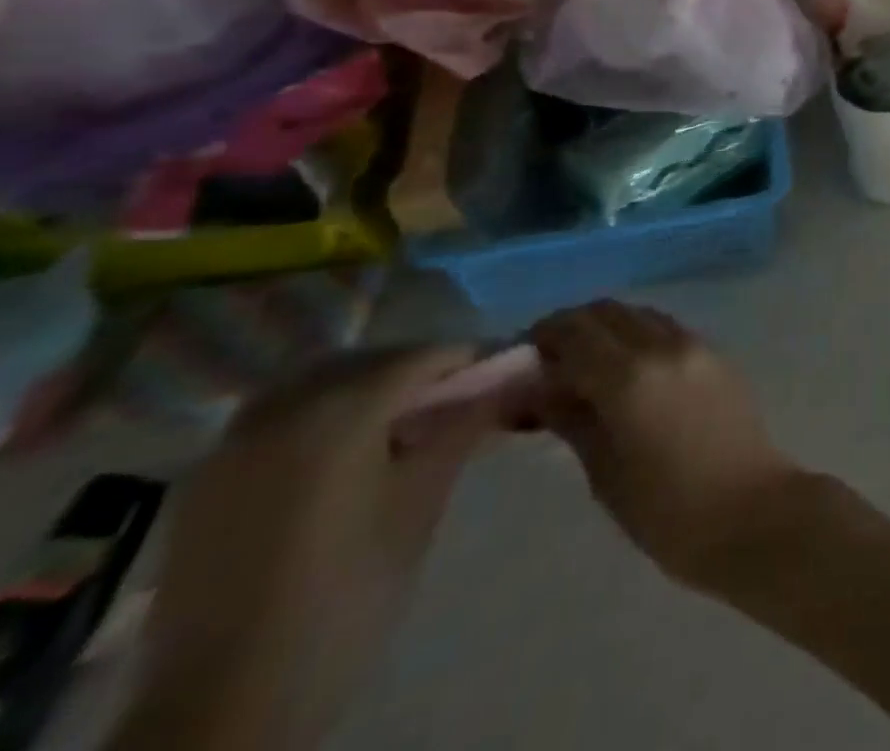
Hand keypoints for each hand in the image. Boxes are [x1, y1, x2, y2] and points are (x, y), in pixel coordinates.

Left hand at [112, 348, 495, 750]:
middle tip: (454, 403)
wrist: (225, 702)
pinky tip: (341, 452)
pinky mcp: (208, 478)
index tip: (499, 376)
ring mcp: (236, 442)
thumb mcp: (421, 504)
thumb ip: (463, 429)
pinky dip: (320, 412)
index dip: (467, 360)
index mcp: (340, 411)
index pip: (422, 356)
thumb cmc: (347, 592)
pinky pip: (278, 415)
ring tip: (398, 425)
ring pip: (318, 381)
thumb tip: (512, 379)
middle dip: (416, 372)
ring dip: (365, 386)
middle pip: (369, 361)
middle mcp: (284, 409)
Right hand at [529, 302, 803, 586]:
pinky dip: (640, 336)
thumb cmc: (667, 510)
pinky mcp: (717, 354)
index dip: (542, 337)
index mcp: (629, 376)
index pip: (574, 331)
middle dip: (573, 327)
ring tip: (588, 368)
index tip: (521, 357)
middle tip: (549, 362)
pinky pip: (668, 329)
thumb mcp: (604, 471)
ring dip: (609, 328)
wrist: (750, 510)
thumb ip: (571, 419)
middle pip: (608, 311)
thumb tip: (537, 390)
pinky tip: (629, 373)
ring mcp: (696, 345)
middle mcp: (664, 346)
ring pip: (641, 315)